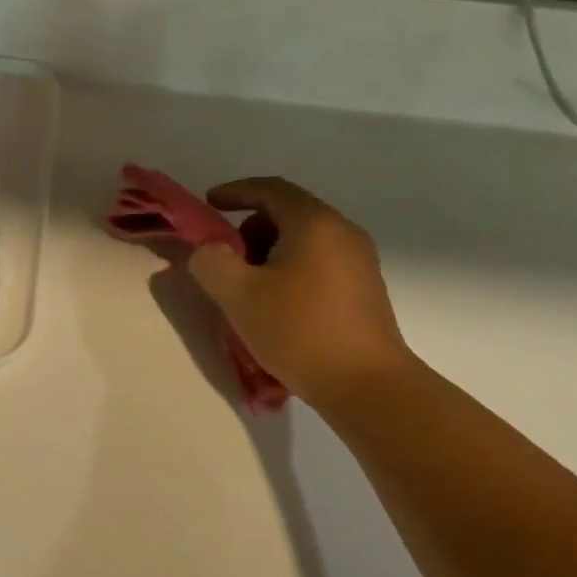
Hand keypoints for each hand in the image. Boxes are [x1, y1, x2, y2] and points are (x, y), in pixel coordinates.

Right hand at [188, 177, 412, 405]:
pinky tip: (277, 305)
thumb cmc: (299, 330)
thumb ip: (210, 261)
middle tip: (225, 259)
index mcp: (314, 223)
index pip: (269, 189)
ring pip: (302, 240)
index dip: (234, 192)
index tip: (209, 204)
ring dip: (268, 253)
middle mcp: (342, 233)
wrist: (368, 387)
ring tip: (248, 289)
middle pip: (287, 213)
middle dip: (249, 229)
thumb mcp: (237, 294)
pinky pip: (318, 262)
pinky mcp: (364, 289)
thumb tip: (208, 251)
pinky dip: (290, 269)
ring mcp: (359, 261)